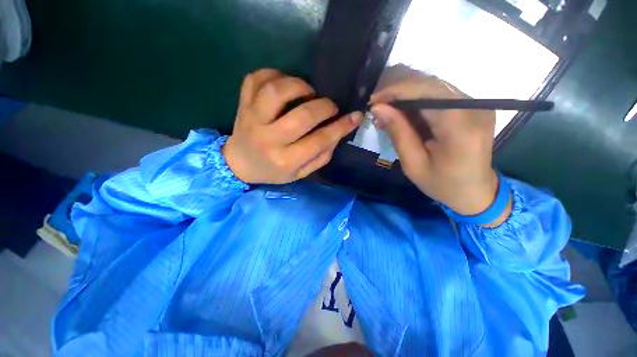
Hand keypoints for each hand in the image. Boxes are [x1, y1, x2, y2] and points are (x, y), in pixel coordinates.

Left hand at [223, 69, 362, 183]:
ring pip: (276, 91)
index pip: (319, 141)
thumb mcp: (300, 173)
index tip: (355, 116)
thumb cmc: (273, 171)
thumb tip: (337, 134)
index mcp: (285, 160)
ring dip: (299, 85)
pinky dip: (274, 74)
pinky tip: (283, 84)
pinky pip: (255, 78)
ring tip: (307, 92)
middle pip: (302, 115)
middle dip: (324, 106)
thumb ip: (321, 157)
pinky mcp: (242, 104)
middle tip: (330, 106)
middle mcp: (268, 139)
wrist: (239, 164)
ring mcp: (252, 119)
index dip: (341, 127)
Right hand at [370, 66, 509, 224]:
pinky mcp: (474, 106)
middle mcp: (474, 108)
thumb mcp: (413, 164)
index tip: (373, 100)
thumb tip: (378, 108)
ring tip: (387, 110)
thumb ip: (398, 133)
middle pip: (431, 84)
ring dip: (407, 95)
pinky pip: (441, 95)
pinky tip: (404, 112)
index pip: (426, 93)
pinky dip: (418, 100)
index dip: (396, 91)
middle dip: (399, 91)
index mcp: (460, 128)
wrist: (475, 192)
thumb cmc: (442, 184)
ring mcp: (478, 105)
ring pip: (435, 86)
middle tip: (377, 105)